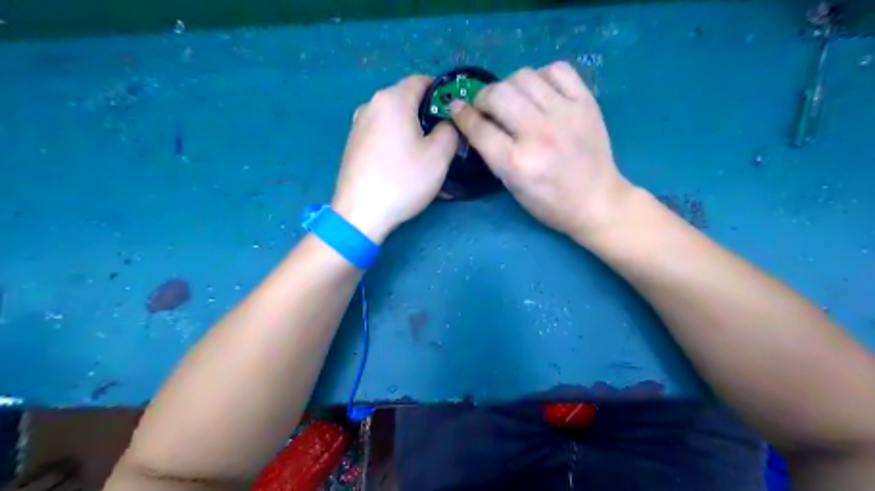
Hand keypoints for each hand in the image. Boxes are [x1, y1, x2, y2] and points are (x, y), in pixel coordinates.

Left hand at [333, 74, 457, 241]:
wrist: (360, 213)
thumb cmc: (402, 180)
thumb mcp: (439, 156)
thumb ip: (449, 131)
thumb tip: (446, 124)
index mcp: (392, 99)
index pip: (422, 81)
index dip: (442, 93)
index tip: (455, 116)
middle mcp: (371, 105)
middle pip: (407, 101)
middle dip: (428, 116)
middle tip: (444, 140)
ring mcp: (358, 125)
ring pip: (394, 121)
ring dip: (413, 133)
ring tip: (426, 157)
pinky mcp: (353, 145)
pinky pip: (382, 136)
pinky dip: (397, 144)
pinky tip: (404, 167)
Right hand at [450, 62, 635, 236]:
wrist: (596, 200)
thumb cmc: (549, 202)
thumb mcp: (512, 186)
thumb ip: (492, 153)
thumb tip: (474, 120)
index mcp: (516, 163)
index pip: (479, 128)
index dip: (461, 115)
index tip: (456, 108)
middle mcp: (539, 134)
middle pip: (498, 94)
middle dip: (483, 97)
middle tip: (486, 106)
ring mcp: (565, 115)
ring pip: (524, 76)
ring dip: (510, 85)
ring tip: (514, 99)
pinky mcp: (586, 102)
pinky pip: (557, 69)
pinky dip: (542, 76)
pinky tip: (540, 92)